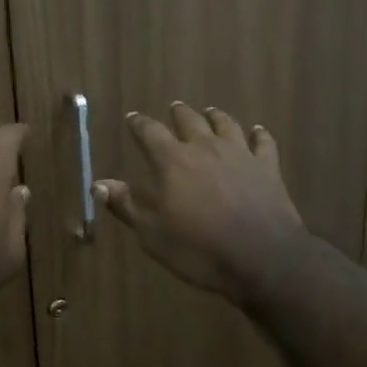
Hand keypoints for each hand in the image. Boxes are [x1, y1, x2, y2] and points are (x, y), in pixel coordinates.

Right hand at [93, 103, 307, 303]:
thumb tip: (98, 184)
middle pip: (190, 121)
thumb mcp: (152, 234)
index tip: (132, 118)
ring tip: (210, 112)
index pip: (150, 133)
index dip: (139, 124)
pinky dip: (259, 134)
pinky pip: (263, 142)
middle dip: (178, 114)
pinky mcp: (268, 167)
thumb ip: (126, 205)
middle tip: (174, 108)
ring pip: (226, 125)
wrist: (262, 258)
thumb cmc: (199, 249)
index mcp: (173, 161)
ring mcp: (240, 154)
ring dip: (215, 117)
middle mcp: (205, 148)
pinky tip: (258, 131)